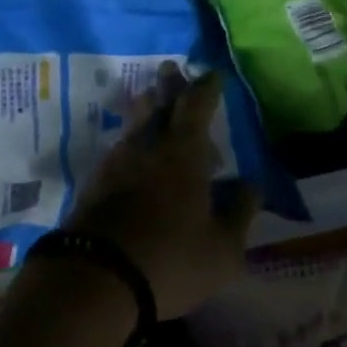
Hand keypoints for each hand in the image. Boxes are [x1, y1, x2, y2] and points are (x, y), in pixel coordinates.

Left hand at [65, 65, 258, 319]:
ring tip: (150, 100)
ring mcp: (117, 161)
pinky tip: (131, 153)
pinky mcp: (94, 182)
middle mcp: (150, 144)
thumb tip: (253, 184)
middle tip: (173, 67)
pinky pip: (118, 148)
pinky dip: (129, 141)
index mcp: (185, 150)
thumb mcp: (222, 249)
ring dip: (146, 107)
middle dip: (170, 84)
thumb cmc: (171, 259)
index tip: (213, 74)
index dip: (207, 87)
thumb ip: (240, 213)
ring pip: (135, 122)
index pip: (198, 104)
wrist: (95, 279)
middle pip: (160, 102)